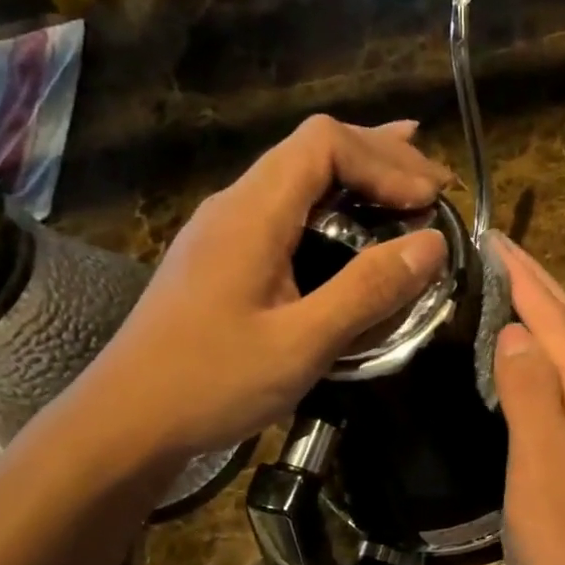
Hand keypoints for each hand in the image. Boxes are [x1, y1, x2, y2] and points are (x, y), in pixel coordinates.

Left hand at [72, 115, 452, 468]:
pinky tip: (352, 229)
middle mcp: (235, 205)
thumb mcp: (302, 343)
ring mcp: (224, 230)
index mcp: (252, 213)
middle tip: (436, 186)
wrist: (128, 421)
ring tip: (409, 185)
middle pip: (312, 149)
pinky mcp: (223, 259)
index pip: (324, 143)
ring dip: (357, 177)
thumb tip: (433, 244)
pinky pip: (287, 211)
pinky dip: (333, 208)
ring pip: (298, 177)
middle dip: (380, 158)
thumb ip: (368, 290)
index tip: (431, 202)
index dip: (385, 161)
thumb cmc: (211, 382)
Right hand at [491, 234, 564, 564]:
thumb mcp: (541, 464)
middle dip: (540, 288)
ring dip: (550, 319)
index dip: (524, 280)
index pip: (558, 321)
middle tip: (502, 252)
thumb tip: (515, 333)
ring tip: (515, 291)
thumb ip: (530, 391)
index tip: (494, 240)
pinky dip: (559, 357)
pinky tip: (541, 359)